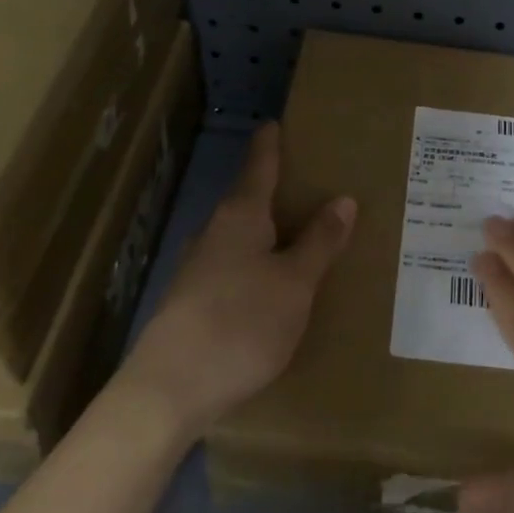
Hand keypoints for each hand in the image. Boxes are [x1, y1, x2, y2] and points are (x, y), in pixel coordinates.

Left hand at [111, 123, 354, 440]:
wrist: (170, 389)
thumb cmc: (241, 323)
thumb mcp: (295, 283)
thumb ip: (319, 242)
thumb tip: (343, 199)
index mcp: (240, 217)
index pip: (259, 166)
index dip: (270, 145)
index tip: (276, 123)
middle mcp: (215, 234)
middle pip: (249, 200)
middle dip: (279, 192)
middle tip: (315, 186)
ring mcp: (199, 269)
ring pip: (243, 238)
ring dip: (271, 232)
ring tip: (305, 236)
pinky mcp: (194, 302)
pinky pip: (237, 268)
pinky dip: (260, 264)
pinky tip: (277, 284)